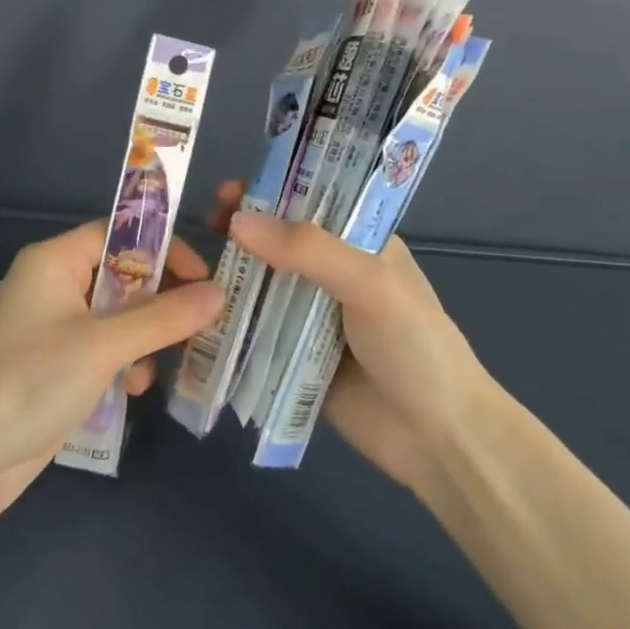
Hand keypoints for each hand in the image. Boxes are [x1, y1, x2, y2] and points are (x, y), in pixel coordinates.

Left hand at [0, 219, 221, 525]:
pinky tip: (132, 390)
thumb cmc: (29, 382)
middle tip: (203, 324)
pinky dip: (125, 364)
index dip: (164, 249)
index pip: (121, 234)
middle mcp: (56, 286)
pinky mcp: (58, 367)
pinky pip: (105, 351)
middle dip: (162, 301)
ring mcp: (56, 329)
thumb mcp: (102, 345)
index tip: (204, 279)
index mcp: (56, 261)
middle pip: (124, 276)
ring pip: (120, 317)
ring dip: (146, 338)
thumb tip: (218, 293)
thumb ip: (163, 317)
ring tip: (165, 364)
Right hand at [210, 180, 493, 496]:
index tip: (230, 191)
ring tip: (193, 268)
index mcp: (361, 243)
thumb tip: (238, 223)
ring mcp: (311, 316)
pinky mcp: (293, 355)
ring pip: (263, 283)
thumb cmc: (414, 346)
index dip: (271, 190)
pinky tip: (197, 313)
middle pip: (279, 241)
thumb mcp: (372, 284)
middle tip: (208, 225)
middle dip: (244, 230)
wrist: (436, 438)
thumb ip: (310, 250)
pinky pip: (255, 329)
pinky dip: (229, 320)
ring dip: (232, 273)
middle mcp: (333, 273)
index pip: (311, 201)